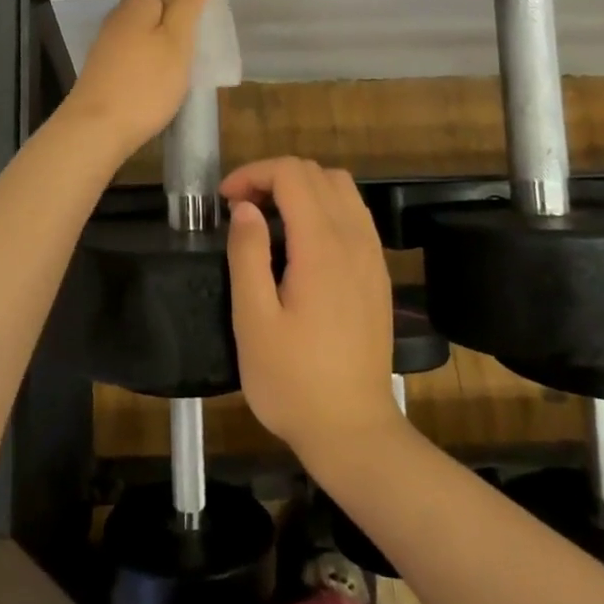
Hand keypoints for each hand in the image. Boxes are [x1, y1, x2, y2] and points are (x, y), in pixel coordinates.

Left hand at [60, 0, 210, 158]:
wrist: (96, 130)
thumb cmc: (145, 83)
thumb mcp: (177, 41)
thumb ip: (186, 5)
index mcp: (136, 3)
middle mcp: (117, 18)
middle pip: (147, 3)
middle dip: (172, 10)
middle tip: (202, 27)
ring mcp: (107, 45)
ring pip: (140, 29)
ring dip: (161, 35)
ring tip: (188, 51)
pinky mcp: (104, 69)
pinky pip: (133, 51)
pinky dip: (149, 56)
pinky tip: (163, 73)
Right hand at [224, 158, 399, 463]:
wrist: (353, 431)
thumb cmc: (293, 381)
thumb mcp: (253, 321)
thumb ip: (247, 254)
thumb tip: (245, 207)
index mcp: (322, 247)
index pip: (292, 174)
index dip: (254, 173)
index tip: (225, 201)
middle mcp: (354, 239)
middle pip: (317, 173)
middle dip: (274, 176)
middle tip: (241, 208)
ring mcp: (372, 255)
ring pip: (341, 187)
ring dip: (301, 188)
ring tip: (270, 217)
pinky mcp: (377, 273)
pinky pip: (354, 213)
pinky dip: (324, 206)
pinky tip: (302, 240)